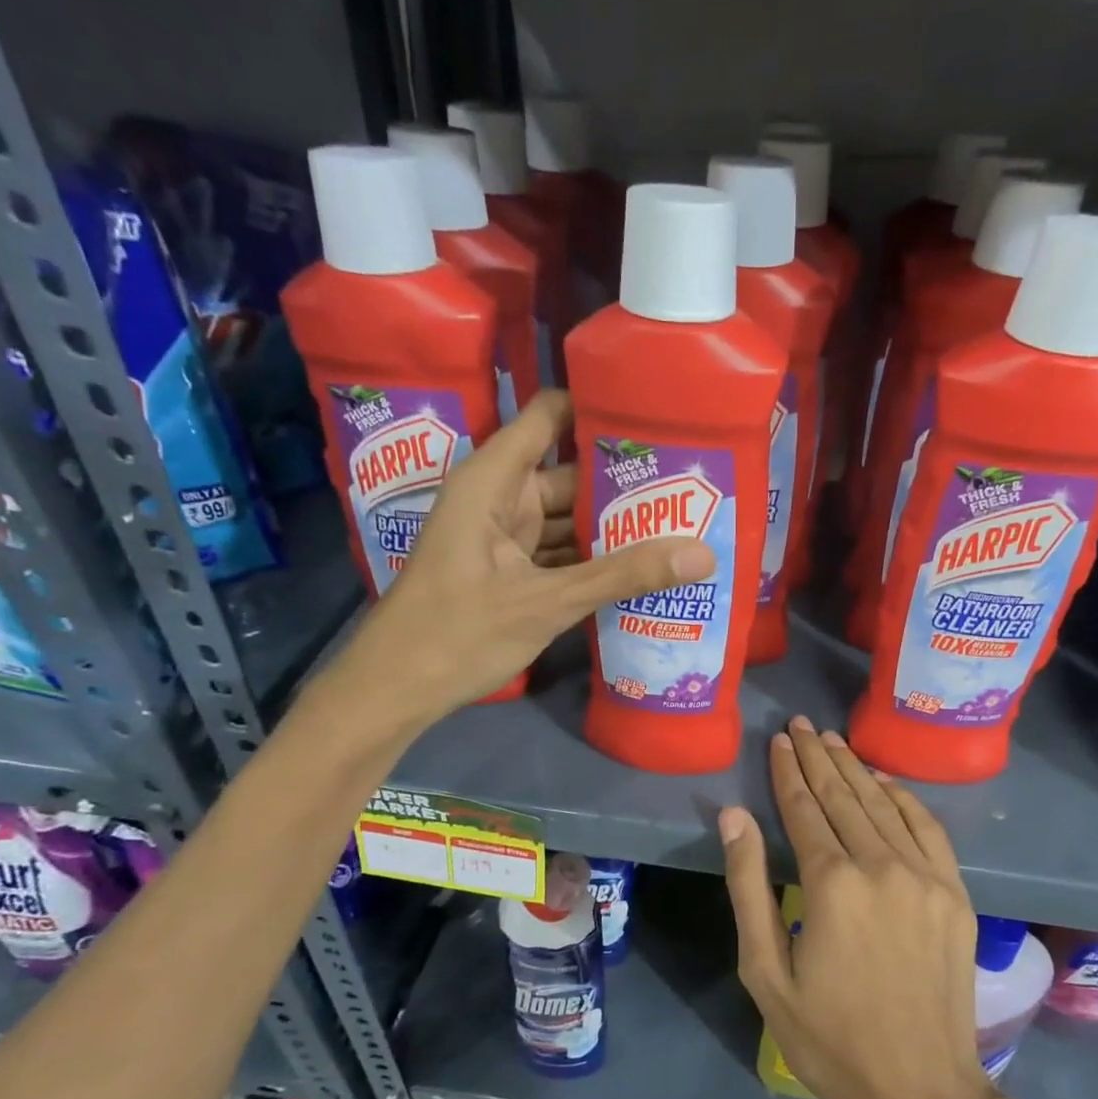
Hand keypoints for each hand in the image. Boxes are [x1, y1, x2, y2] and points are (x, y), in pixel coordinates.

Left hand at [327, 390, 714, 728]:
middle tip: (690, 482)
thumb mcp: (546, 602)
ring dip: (613, 525)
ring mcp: (504, 538)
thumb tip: (702, 554)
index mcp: (494, 481)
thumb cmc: (457, 633)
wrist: (395, 690)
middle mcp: (500, 498)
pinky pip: (560, 553)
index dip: (598, 408)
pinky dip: (593, 560)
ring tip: (681, 521)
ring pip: (568, 518)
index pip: (550, 417)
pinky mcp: (511, 573)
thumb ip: (622, 576)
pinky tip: (641, 567)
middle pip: (570, 473)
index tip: (657, 414)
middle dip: (623, 480)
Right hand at [720, 717, 997, 1098]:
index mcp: (831, 884)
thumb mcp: (764, 971)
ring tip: (833, 740)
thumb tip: (734, 816)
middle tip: (802, 724)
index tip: (779, 739)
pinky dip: (903, 796)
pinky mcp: (954, 892)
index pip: (803, 808)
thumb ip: (748, 886)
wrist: (921, 1091)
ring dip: (855, 768)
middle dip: (818, 757)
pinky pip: (927, 827)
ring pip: (883, 804)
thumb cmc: (829, 1039)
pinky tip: (884, 779)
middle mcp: (881, 865)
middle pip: (843, 796)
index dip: (788, 771)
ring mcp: (925, 876)